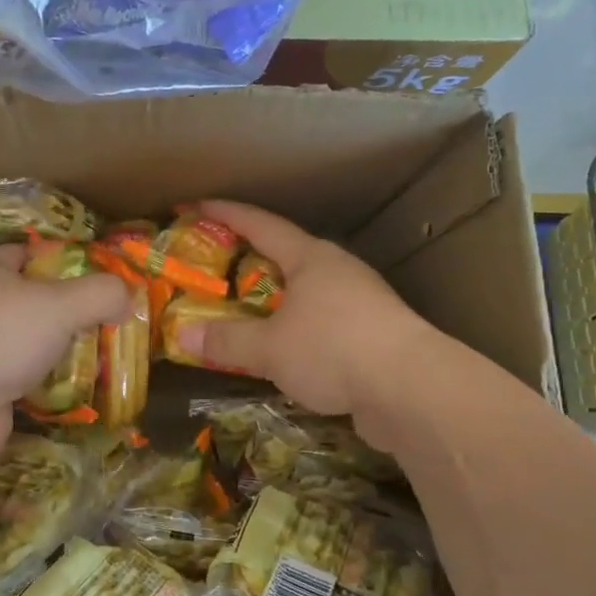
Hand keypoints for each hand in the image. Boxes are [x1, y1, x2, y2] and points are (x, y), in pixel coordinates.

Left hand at [0, 244, 129, 457]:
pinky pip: (20, 370)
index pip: (33, 253)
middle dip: (71, 309)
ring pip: (28, 336)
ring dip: (59, 345)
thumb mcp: (61, 305)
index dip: (71, 263)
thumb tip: (127, 297)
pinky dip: (44, 376)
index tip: (105, 282)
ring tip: (99, 352)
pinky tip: (72, 383)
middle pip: (34, 296)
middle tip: (109, 319)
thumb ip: (101, 293)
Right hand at [169, 201, 436, 424]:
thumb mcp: (270, 347)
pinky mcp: (374, 336)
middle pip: (287, 256)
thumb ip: (227, 341)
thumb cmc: (334, 349)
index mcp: (311, 258)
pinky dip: (298, 331)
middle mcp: (338, 271)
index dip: (227, 213)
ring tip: (247, 313)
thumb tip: (184, 337)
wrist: (411, 390)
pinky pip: (324, 324)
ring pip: (308, 293)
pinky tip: (286, 353)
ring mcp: (361, 302)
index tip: (197, 205)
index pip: (261, 224)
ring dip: (277, 301)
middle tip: (216, 268)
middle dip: (251, 260)